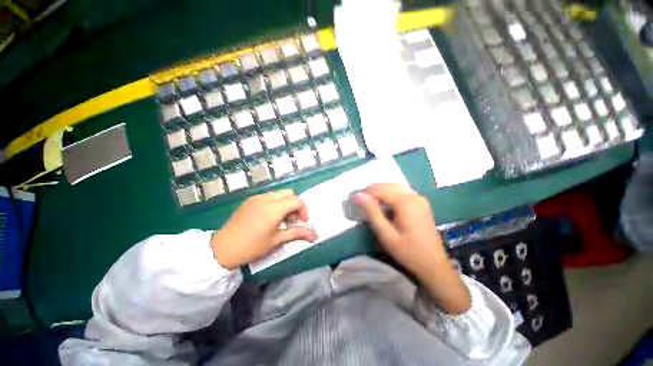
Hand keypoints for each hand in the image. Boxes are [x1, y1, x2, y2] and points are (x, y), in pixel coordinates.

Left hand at [210, 190, 316, 269]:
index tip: (302, 222)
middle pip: (289, 193)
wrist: (221, 248)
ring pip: (279, 193)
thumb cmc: (251, 246)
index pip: (297, 200)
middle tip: (293, 220)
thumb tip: (315, 235)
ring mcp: (256, 197)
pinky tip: (270, 217)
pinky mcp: (250, 200)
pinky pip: (268, 196)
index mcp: (274, 208)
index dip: (304, 210)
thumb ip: (297, 233)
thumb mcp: (276, 240)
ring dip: (286, 203)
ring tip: (281, 219)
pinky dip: (275, 203)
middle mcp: (266, 198)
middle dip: (295, 204)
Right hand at [355, 183, 470, 313]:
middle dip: (373, 189)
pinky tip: (385, 199)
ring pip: (396, 186)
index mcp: (406, 203)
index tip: (353, 197)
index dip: (366, 192)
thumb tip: (358, 196)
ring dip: (382, 189)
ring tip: (368, 196)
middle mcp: (414, 196)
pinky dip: (391, 191)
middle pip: (389, 186)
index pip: (381, 191)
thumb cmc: (408, 252)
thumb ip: (372, 213)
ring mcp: (420, 199)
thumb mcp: (386, 234)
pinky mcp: (422, 204)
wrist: (434, 265)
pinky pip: (403, 191)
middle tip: (359, 197)